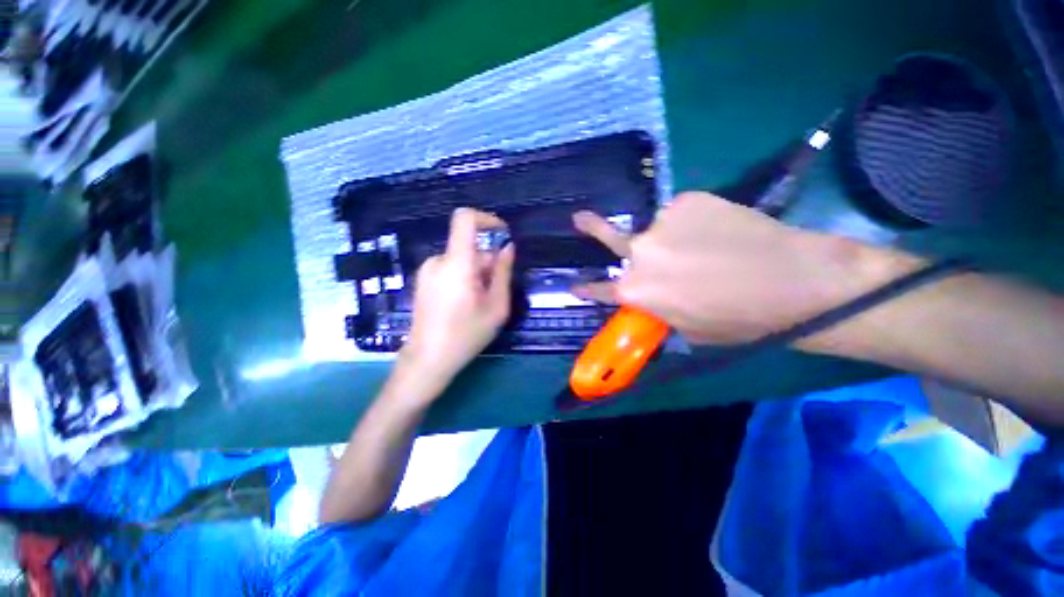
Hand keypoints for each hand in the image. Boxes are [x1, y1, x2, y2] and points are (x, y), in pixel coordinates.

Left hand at [401, 208, 514, 393]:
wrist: (427, 359)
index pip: (465, 219)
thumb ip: (503, 273)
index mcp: (457, 263)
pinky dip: (464, 277)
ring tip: (480, 301)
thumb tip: (508, 247)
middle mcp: (438, 260)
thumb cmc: (466, 335)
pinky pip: (450, 268)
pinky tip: (465, 303)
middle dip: (488, 261)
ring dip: (477, 272)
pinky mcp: (423, 280)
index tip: (502, 234)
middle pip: (469, 246)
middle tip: (495, 290)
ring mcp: (427, 270)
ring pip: (461, 259)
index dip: (486, 219)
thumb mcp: (496, 306)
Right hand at [572, 191, 920, 344]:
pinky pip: (681, 213)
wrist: (795, 281)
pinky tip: (719, 231)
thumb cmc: (739, 319)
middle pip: (611, 239)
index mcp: (637, 291)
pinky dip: (693, 222)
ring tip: (707, 246)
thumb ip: (657, 308)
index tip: (572, 285)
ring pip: (656, 229)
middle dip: (592, 228)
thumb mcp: (687, 328)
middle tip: (579, 219)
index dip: (586, 289)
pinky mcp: (689, 199)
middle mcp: (640, 253)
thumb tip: (650, 296)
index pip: (601, 290)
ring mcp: (662, 222)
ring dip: (671, 237)